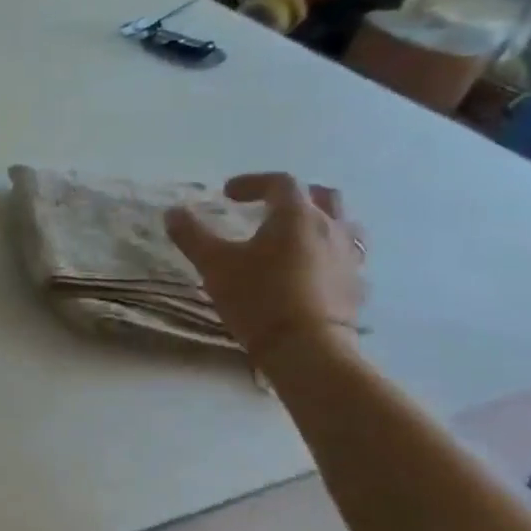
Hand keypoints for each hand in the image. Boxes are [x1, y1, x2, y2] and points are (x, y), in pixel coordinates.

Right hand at [165, 172, 367, 363]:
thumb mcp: (213, 264)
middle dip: (295, 196)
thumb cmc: (258, 297)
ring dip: (320, 223)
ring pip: (344, 226)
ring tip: (295, 238)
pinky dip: (328, 256)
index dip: (253, 182)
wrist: (306, 348)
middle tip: (269, 207)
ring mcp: (350, 258)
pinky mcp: (357, 287)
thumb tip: (173, 212)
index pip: (279, 182)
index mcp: (296, 216)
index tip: (228, 193)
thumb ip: (192, 235)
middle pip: (322, 196)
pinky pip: (347, 260)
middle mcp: (330, 228)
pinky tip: (311, 273)